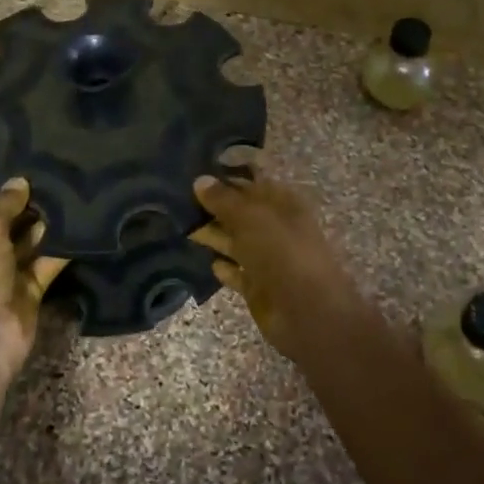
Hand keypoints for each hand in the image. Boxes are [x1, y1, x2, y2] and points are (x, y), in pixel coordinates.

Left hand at [0, 178, 66, 380]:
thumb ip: (2, 204)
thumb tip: (19, 182)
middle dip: (16, 196)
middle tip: (45, 164)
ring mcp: (1, 272)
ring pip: (24, 239)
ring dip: (43, 219)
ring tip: (68, 185)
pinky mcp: (28, 289)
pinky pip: (46, 262)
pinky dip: (61, 247)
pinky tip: (82, 221)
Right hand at [190, 173, 365, 359]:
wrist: (306, 311)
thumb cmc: (281, 252)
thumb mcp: (251, 218)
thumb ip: (224, 199)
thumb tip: (200, 180)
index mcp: (283, 203)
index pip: (252, 181)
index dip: (227, 176)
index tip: (194, 172)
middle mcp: (275, 227)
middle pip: (241, 212)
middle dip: (213, 206)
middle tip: (177, 199)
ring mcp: (267, 258)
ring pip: (235, 240)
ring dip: (212, 234)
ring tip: (179, 225)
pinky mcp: (258, 286)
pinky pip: (236, 271)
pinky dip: (223, 267)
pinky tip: (205, 261)